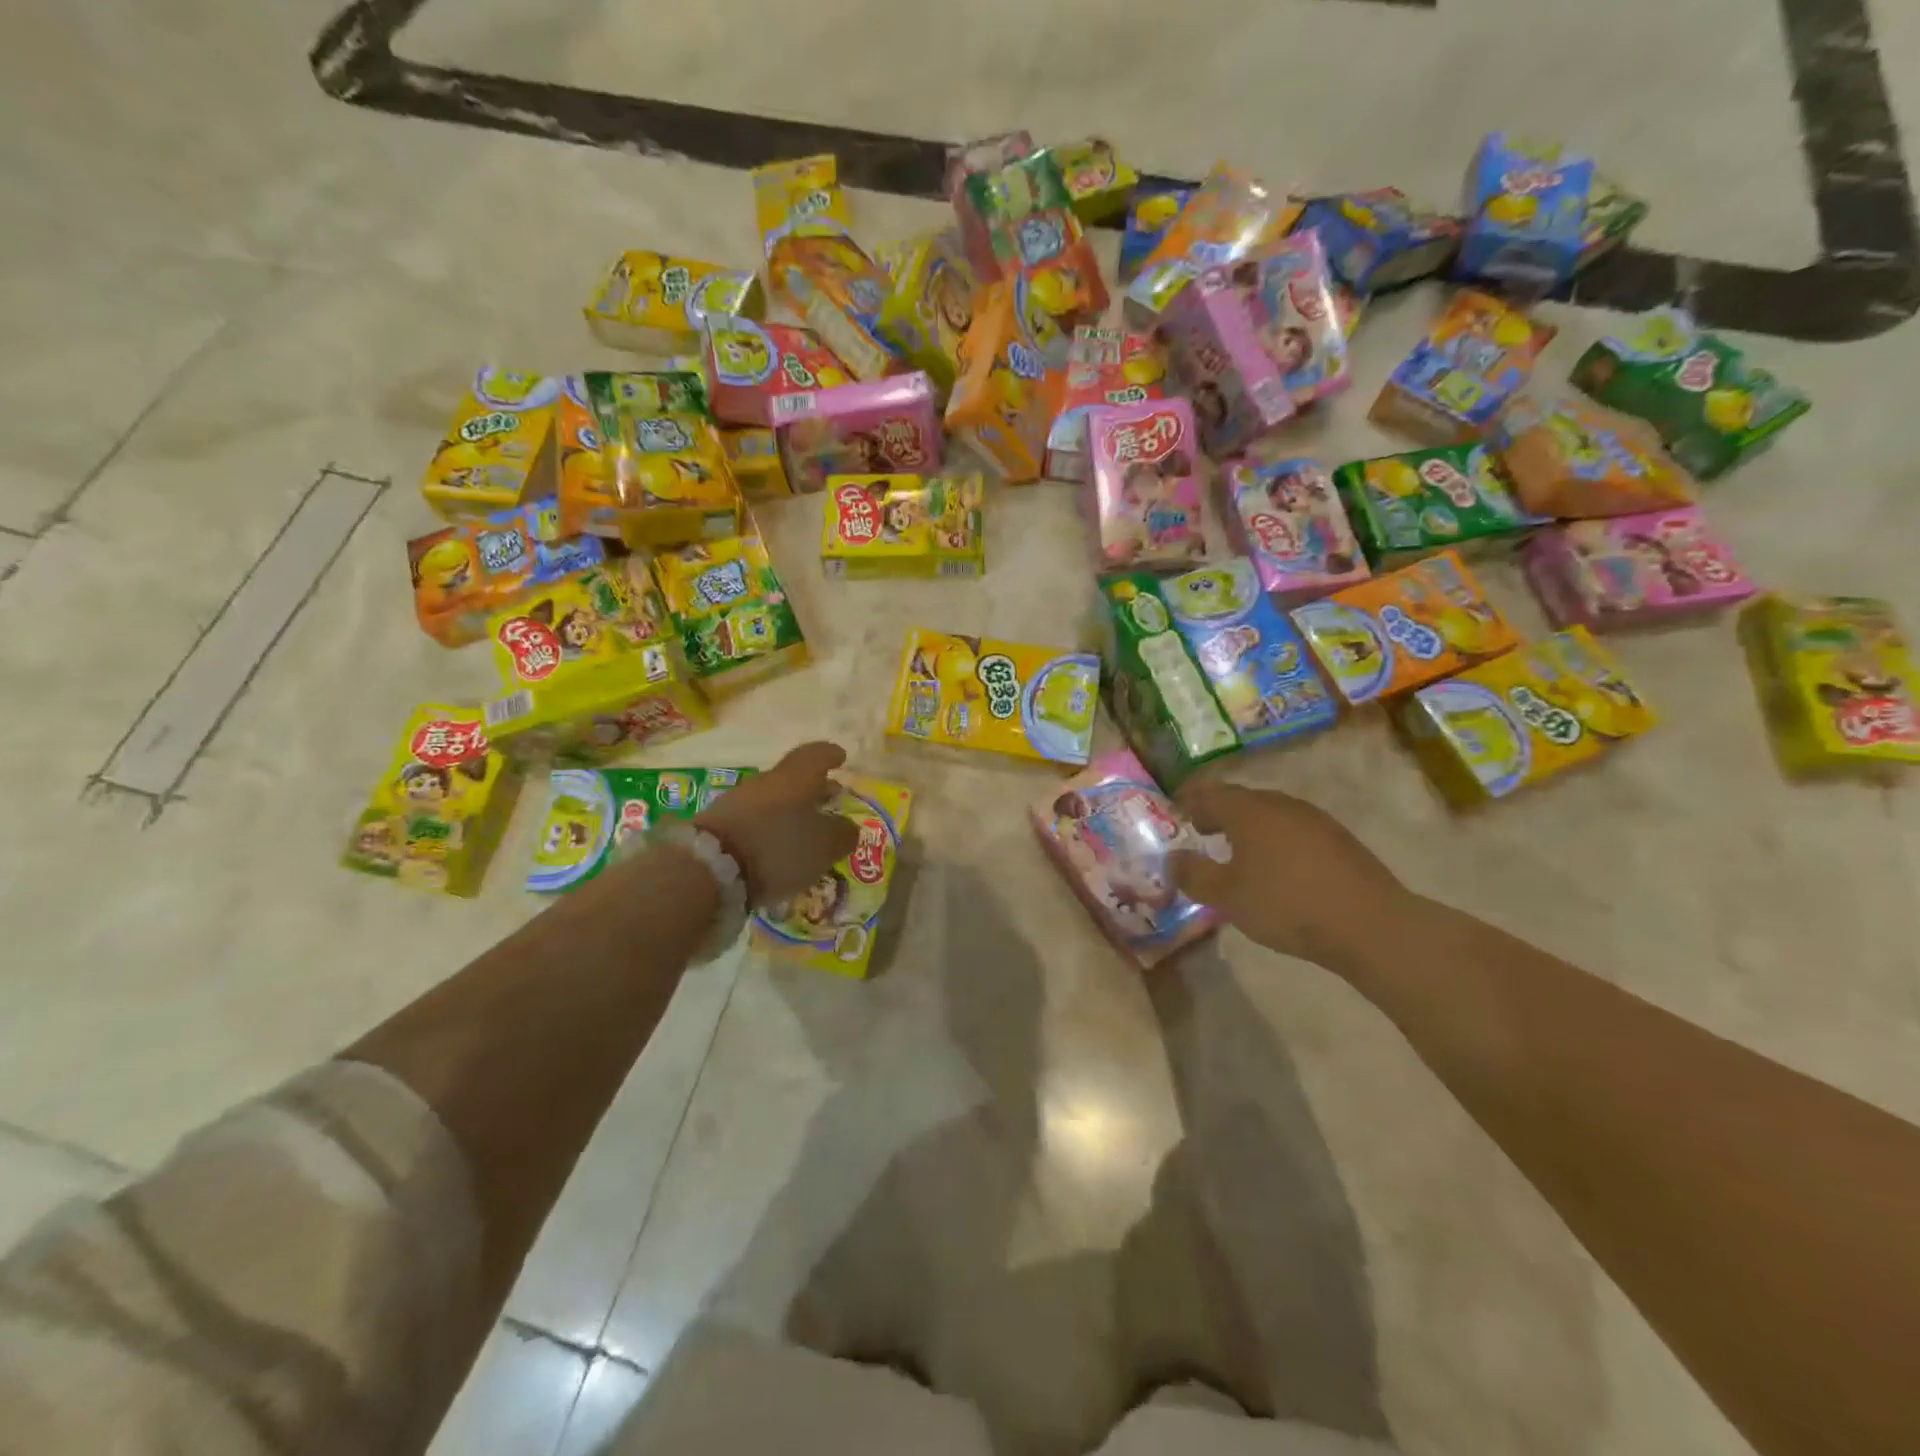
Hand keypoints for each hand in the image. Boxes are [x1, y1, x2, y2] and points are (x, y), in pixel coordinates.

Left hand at [692, 741, 859, 906]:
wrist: (710, 867)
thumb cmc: (779, 847)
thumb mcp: (825, 845)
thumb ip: (842, 834)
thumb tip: (847, 827)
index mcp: (796, 778)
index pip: (816, 755)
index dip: (830, 755)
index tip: (841, 758)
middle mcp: (766, 782)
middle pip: (793, 778)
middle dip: (813, 788)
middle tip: (829, 799)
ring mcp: (738, 802)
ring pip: (773, 799)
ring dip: (790, 810)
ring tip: (804, 830)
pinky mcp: (719, 826)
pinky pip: (754, 820)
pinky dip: (770, 828)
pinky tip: (776, 847)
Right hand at [1170, 781, 1414, 973]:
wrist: (1369, 924)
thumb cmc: (1286, 905)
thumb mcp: (1228, 897)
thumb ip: (1194, 875)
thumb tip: (1172, 859)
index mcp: (1248, 811)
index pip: (1209, 793)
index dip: (1189, 801)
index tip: (1176, 812)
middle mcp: (1280, 805)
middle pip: (1241, 799)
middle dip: (1219, 812)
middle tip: (1203, 831)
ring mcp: (1314, 819)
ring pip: (1270, 813)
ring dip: (1249, 826)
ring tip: (1238, 851)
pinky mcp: (1338, 838)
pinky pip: (1294, 829)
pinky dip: (1276, 839)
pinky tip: (1278, 866)